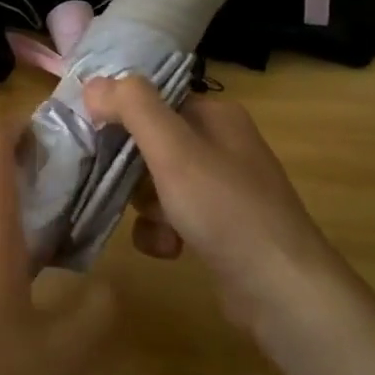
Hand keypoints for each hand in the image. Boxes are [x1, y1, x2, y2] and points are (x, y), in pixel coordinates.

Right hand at [83, 76, 332, 328]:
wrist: (282, 291)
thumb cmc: (225, 208)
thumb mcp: (173, 150)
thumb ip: (132, 108)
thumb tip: (92, 84)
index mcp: (216, 115)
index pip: (153, 100)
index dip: (120, 116)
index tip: (93, 139)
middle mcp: (222, 145)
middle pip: (151, 144)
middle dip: (131, 170)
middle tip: (122, 187)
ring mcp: (223, 189)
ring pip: (157, 184)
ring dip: (145, 206)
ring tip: (156, 223)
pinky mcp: (220, 228)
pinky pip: (172, 218)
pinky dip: (162, 232)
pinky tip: (169, 249)